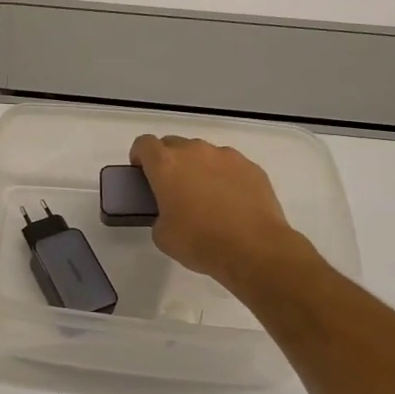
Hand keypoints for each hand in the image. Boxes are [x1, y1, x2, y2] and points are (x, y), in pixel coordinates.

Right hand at [130, 134, 314, 294]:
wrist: (254, 249)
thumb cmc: (200, 242)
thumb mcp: (162, 235)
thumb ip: (159, 214)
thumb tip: (171, 213)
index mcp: (166, 165)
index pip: (144, 144)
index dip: (139, 157)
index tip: (142, 174)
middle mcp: (195, 152)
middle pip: (173, 144)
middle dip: (168, 161)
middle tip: (172, 189)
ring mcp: (226, 156)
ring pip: (203, 153)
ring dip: (198, 167)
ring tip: (206, 197)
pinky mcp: (251, 167)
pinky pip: (229, 165)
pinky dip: (224, 176)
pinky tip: (231, 202)